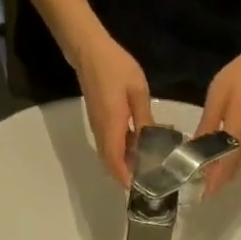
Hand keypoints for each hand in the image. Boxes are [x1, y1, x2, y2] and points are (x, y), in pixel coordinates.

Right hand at [69, 30, 152, 186]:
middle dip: (126, 177)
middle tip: (148, 183)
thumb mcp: (137, 92)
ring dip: (123, 165)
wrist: (88, 49)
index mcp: (111, 127)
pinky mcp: (98, 121)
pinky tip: (138, 149)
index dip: (126, 179)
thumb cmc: (115, 67)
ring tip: (146, 169)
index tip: (141, 190)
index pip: (116, 162)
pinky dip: (120, 153)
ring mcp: (97, 127)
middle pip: (110, 164)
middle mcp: (101, 132)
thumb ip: (145, 119)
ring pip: (108, 155)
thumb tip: (152, 143)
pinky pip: (108, 145)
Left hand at [196, 34, 240, 195]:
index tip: (201, 197)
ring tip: (204, 179)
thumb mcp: (216, 101)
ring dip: (222, 174)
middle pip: (232, 172)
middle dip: (216, 183)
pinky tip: (215, 160)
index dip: (213, 184)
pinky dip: (228, 164)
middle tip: (198, 190)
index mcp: (237, 137)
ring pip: (236, 165)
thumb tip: (194, 148)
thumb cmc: (238, 79)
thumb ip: (206, 127)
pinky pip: (239, 156)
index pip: (224, 169)